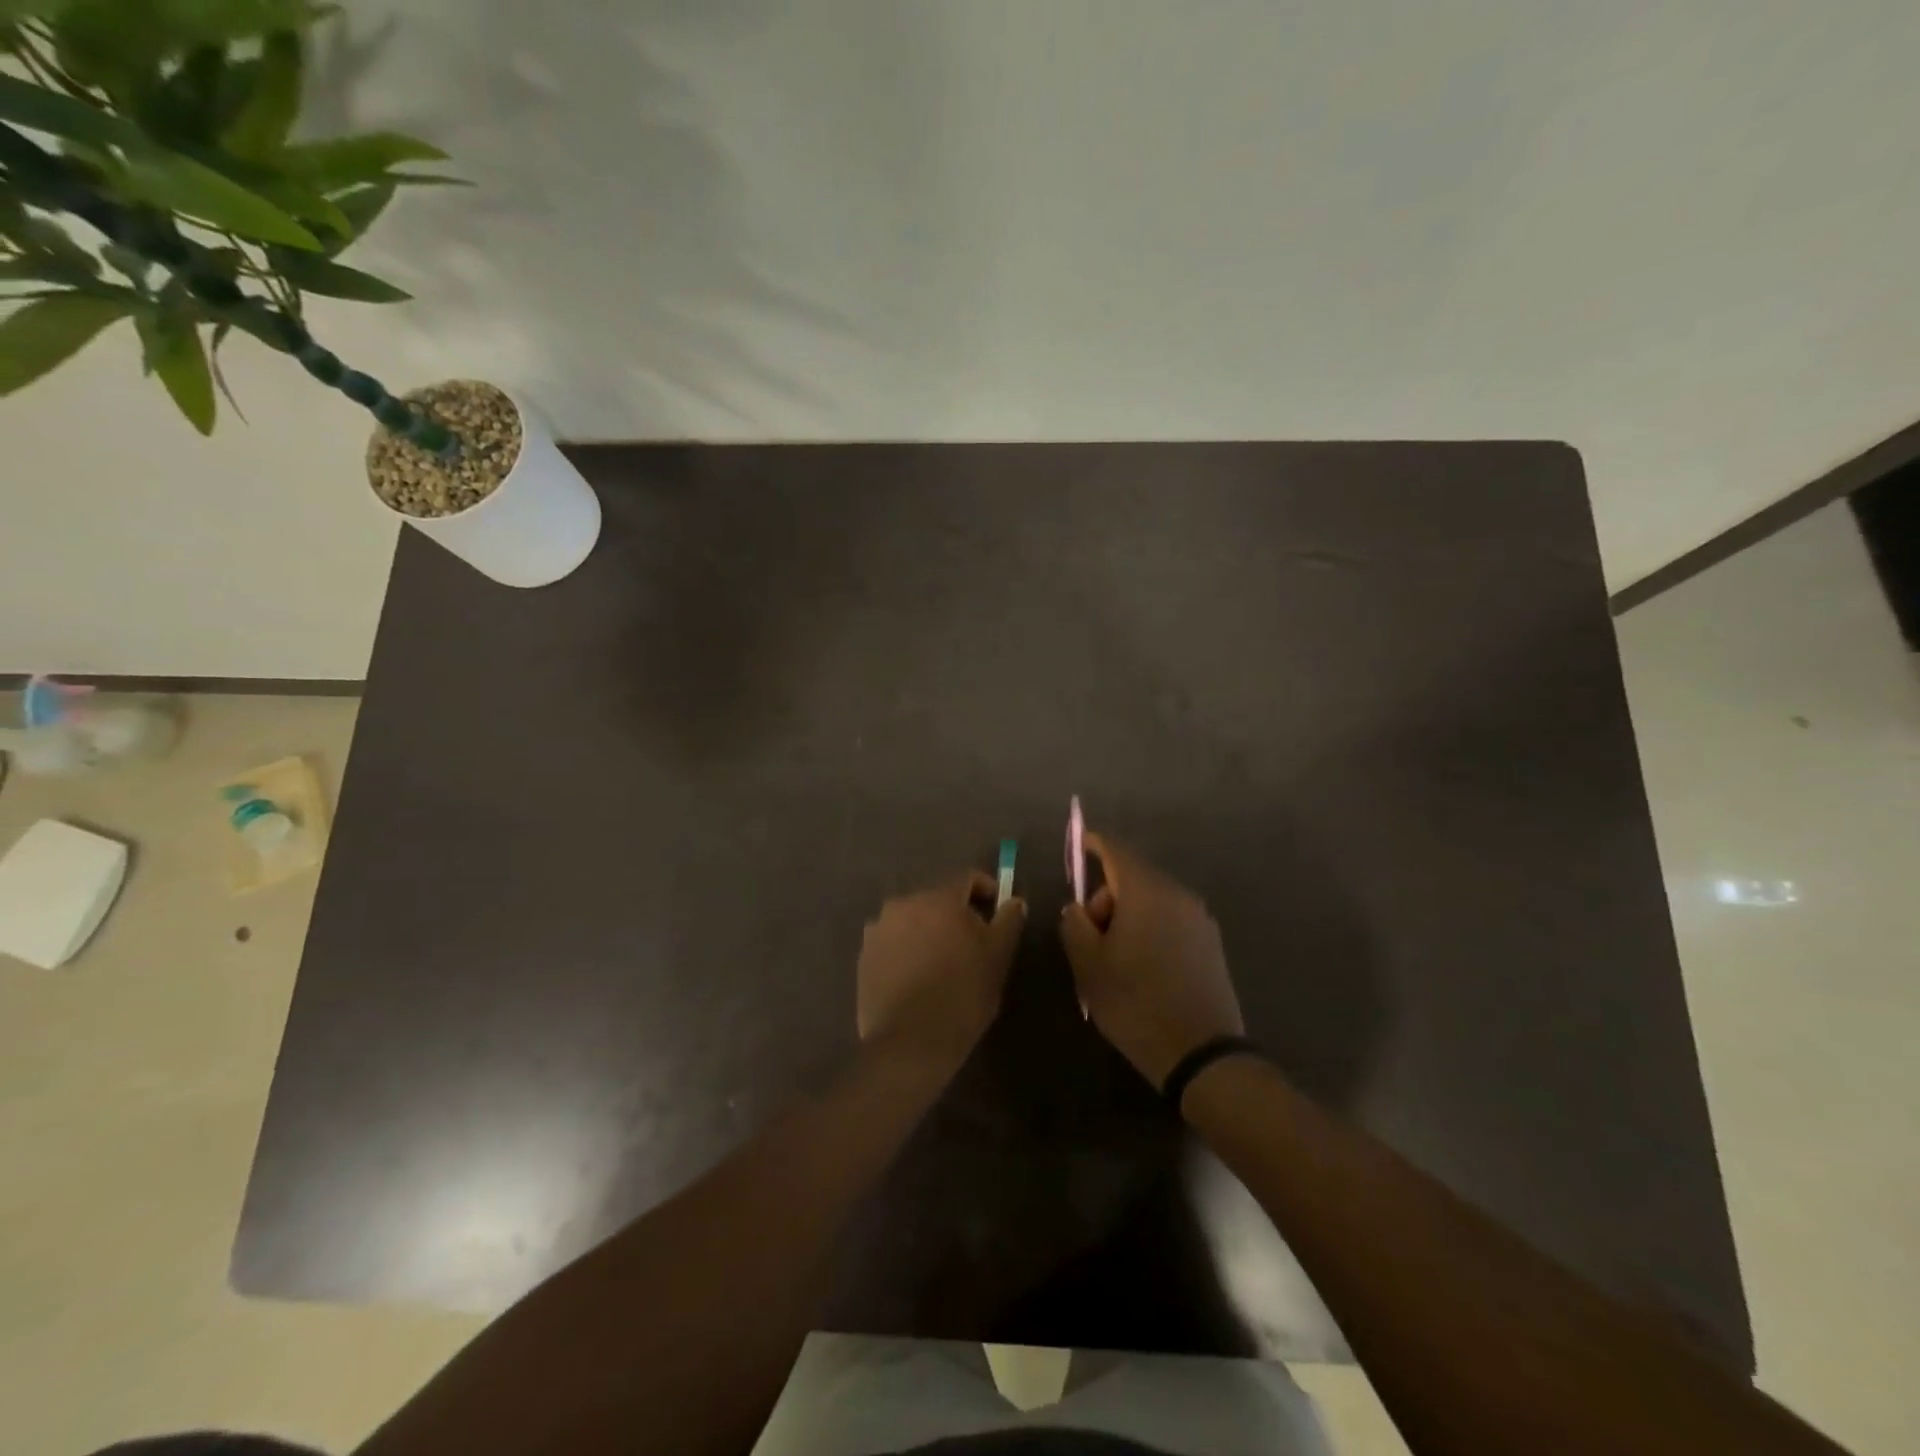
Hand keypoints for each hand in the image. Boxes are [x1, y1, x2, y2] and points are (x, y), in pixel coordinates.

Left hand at [857, 872, 1025, 1074]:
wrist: (909, 1043)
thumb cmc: (962, 995)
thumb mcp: (998, 957)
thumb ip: (1008, 921)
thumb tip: (1014, 901)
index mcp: (938, 898)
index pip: (967, 879)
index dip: (987, 892)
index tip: (998, 914)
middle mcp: (904, 903)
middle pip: (938, 899)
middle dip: (956, 915)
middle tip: (972, 945)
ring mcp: (879, 929)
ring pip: (914, 920)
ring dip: (929, 932)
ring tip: (942, 964)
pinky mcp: (864, 955)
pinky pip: (893, 942)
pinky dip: (907, 950)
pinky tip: (918, 977)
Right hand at [1059, 834, 1243, 1086]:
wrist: (1201, 1054)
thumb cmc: (1136, 1003)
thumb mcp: (1089, 965)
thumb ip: (1075, 924)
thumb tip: (1078, 908)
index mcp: (1147, 892)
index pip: (1116, 851)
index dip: (1093, 844)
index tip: (1078, 845)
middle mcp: (1178, 895)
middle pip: (1134, 876)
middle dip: (1107, 896)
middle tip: (1090, 935)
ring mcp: (1199, 919)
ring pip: (1152, 900)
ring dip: (1128, 915)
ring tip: (1114, 958)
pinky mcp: (1211, 943)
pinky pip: (1171, 920)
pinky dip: (1150, 928)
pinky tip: (1141, 965)